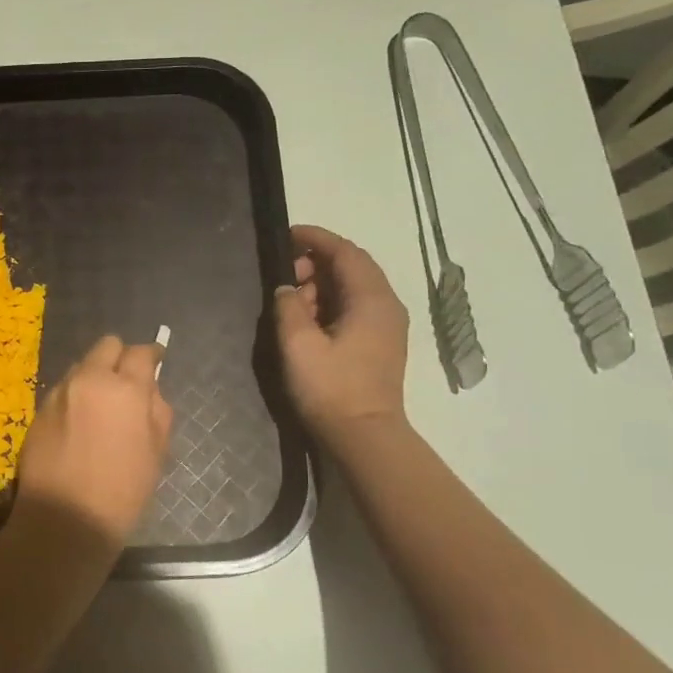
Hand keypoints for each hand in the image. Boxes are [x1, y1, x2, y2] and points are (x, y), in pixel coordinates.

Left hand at [12, 335, 173, 550]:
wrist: (64, 519)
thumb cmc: (122, 491)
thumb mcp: (156, 453)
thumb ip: (157, 412)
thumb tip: (149, 391)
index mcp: (124, 389)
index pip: (140, 353)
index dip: (151, 356)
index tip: (155, 362)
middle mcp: (88, 380)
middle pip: (106, 346)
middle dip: (119, 358)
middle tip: (126, 382)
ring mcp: (58, 393)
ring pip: (81, 367)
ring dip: (94, 377)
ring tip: (100, 406)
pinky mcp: (38, 411)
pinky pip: (61, 391)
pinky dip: (74, 398)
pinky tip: (78, 425)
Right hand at [274, 224, 410, 451]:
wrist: (364, 437)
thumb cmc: (331, 388)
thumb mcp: (298, 344)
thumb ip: (288, 307)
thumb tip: (286, 288)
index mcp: (371, 299)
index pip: (345, 252)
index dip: (316, 238)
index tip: (287, 234)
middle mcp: (387, 305)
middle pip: (352, 267)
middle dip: (316, 264)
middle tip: (285, 279)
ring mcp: (388, 326)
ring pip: (354, 288)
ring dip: (322, 286)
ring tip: (292, 304)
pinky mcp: (381, 344)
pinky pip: (356, 308)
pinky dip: (331, 304)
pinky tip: (309, 322)